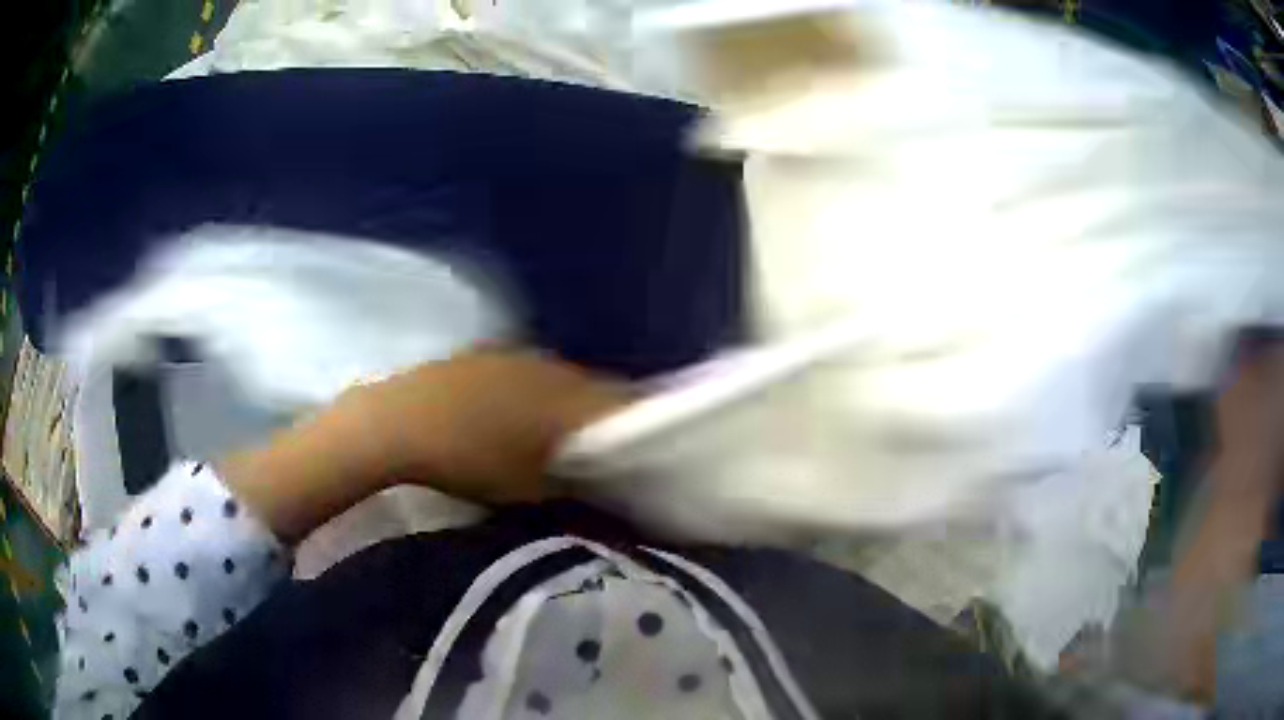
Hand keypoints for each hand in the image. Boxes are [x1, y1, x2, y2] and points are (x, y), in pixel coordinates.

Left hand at [344, 347, 634, 502]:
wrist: (398, 424)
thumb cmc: (470, 461)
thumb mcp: (532, 489)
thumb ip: (577, 487)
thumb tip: (604, 487)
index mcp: (570, 397)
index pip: (624, 407)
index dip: (639, 429)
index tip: (642, 453)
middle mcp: (552, 366)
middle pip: (593, 390)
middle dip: (602, 416)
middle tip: (604, 448)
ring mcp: (516, 354)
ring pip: (559, 379)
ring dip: (567, 403)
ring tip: (560, 434)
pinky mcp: (486, 353)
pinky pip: (528, 372)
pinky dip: (534, 393)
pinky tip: (518, 415)